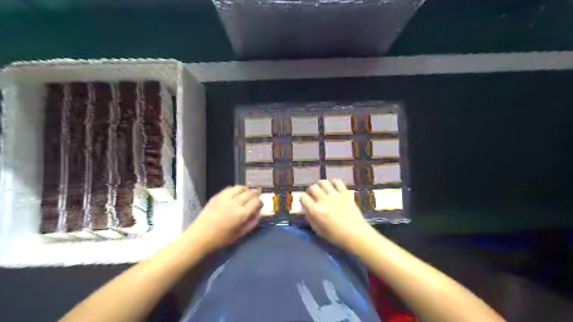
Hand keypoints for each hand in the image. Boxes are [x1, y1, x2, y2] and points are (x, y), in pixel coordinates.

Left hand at [186, 187, 261, 253]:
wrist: (200, 235)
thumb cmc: (221, 238)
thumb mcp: (239, 234)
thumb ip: (251, 223)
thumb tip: (258, 214)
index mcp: (241, 214)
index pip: (256, 202)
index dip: (260, 203)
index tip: (259, 205)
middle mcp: (235, 203)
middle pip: (250, 193)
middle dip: (255, 195)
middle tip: (254, 200)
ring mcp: (225, 197)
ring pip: (241, 187)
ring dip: (246, 190)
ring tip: (246, 194)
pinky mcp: (217, 196)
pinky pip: (230, 188)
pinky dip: (236, 189)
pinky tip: (235, 194)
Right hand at [302, 179, 374, 250]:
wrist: (356, 235)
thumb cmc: (336, 236)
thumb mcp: (318, 231)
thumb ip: (310, 219)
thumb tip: (306, 210)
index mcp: (316, 211)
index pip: (303, 197)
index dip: (302, 199)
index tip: (305, 202)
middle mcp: (324, 200)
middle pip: (312, 188)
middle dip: (310, 191)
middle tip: (313, 196)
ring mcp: (335, 195)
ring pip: (323, 182)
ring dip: (320, 185)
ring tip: (322, 190)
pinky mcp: (345, 193)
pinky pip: (337, 182)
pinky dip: (333, 183)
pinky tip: (333, 188)